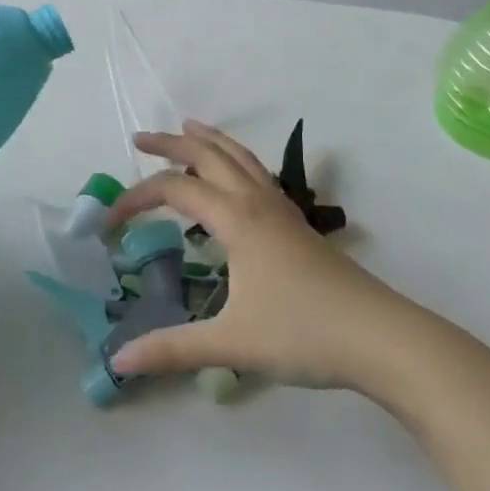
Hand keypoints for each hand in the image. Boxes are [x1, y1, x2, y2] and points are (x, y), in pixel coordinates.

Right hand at [107, 121, 414, 392]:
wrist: (380, 338)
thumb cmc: (304, 334)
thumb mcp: (232, 344)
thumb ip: (173, 349)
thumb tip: (118, 362)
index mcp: (236, 219)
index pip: (174, 190)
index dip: (136, 198)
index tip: (109, 222)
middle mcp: (257, 202)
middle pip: (209, 155)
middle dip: (171, 143)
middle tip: (140, 139)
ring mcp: (282, 210)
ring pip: (240, 157)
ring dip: (209, 141)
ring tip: (189, 128)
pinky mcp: (298, 224)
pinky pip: (258, 173)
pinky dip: (235, 159)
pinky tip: (236, 177)